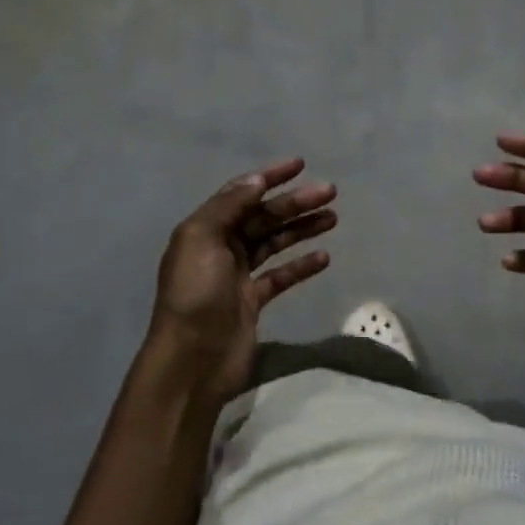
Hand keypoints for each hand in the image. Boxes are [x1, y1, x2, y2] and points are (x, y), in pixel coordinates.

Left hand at [137, 158, 336, 414]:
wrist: (191, 360)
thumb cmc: (195, 294)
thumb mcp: (202, 239)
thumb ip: (229, 206)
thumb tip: (256, 180)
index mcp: (205, 229)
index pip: (242, 194)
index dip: (270, 177)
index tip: (300, 165)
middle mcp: (220, 248)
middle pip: (264, 217)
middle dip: (295, 203)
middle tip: (331, 192)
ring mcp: (237, 276)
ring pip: (275, 243)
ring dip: (302, 229)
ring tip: (333, 218)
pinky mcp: (253, 301)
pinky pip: (281, 276)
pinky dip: (301, 265)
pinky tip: (324, 257)